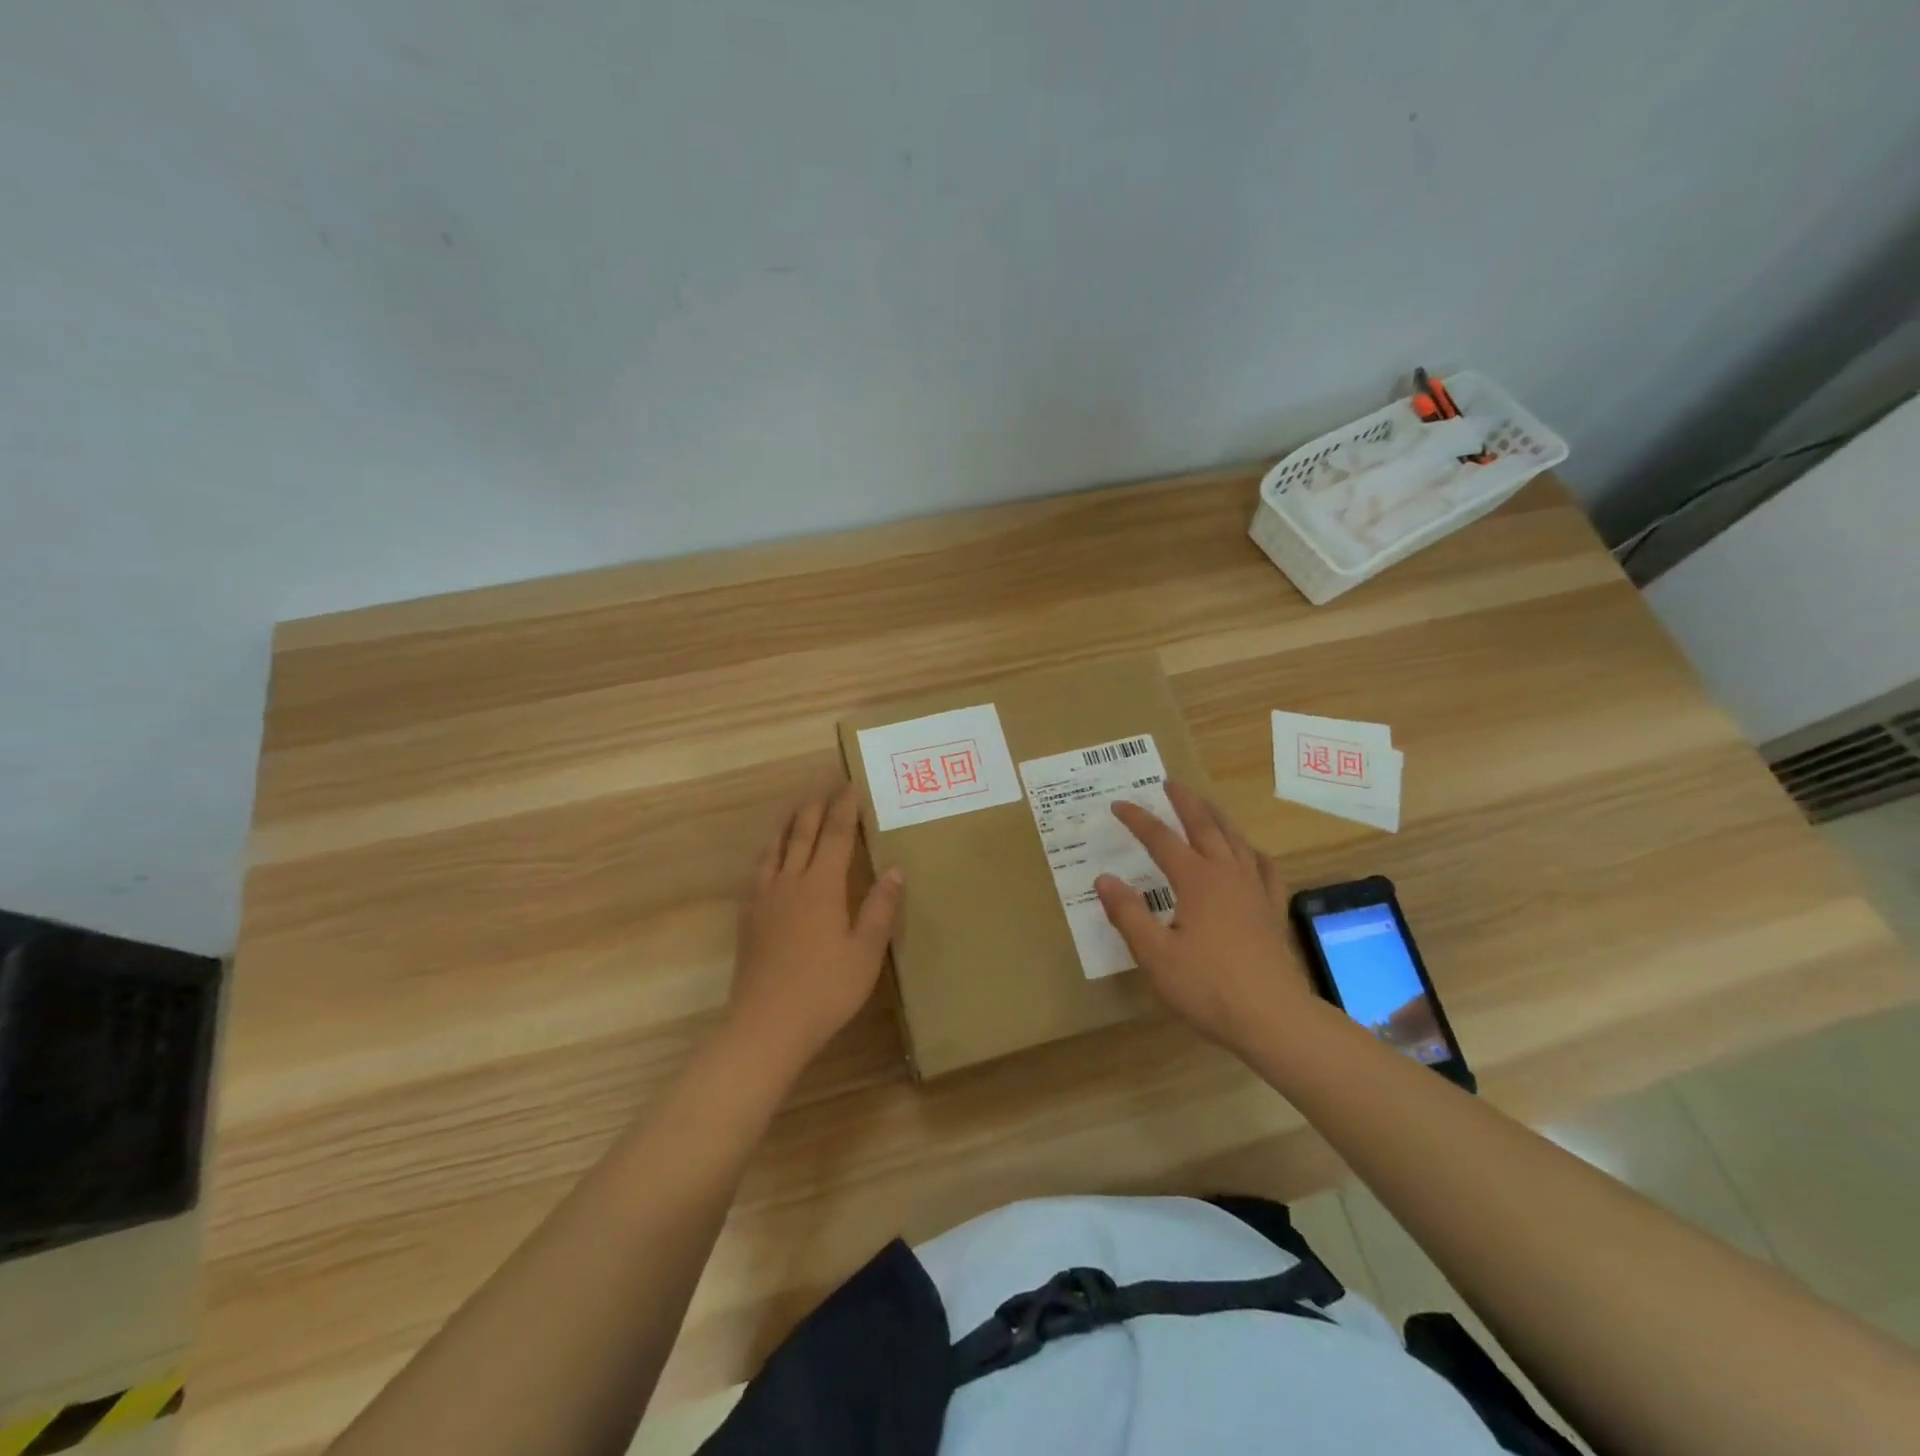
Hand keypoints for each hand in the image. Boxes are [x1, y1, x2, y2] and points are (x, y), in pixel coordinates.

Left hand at [727, 783, 903, 1073]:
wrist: (766, 1024)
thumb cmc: (825, 989)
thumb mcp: (866, 952)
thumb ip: (881, 908)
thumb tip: (895, 869)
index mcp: (822, 886)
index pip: (836, 835)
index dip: (845, 808)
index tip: (851, 785)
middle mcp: (790, 882)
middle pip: (802, 833)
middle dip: (816, 807)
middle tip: (827, 789)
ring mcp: (765, 899)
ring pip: (775, 848)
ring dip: (789, 824)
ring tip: (798, 811)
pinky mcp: (749, 918)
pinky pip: (760, 870)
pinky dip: (770, 852)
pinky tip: (772, 860)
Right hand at [1094, 781, 1311, 1053]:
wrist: (1273, 1018)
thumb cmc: (1208, 987)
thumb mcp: (1155, 954)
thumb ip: (1128, 914)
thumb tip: (1104, 878)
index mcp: (1196, 880)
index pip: (1160, 839)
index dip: (1138, 820)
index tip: (1119, 805)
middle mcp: (1227, 874)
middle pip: (1205, 826)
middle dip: (1185, 802)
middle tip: (1170, 783)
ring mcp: (1255, 890)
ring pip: (1236, 840)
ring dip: (1218, 817)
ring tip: (1206, 806)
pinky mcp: (1272, 910)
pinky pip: (1266, 868)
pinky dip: (1254, 853)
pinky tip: (1250, 854)